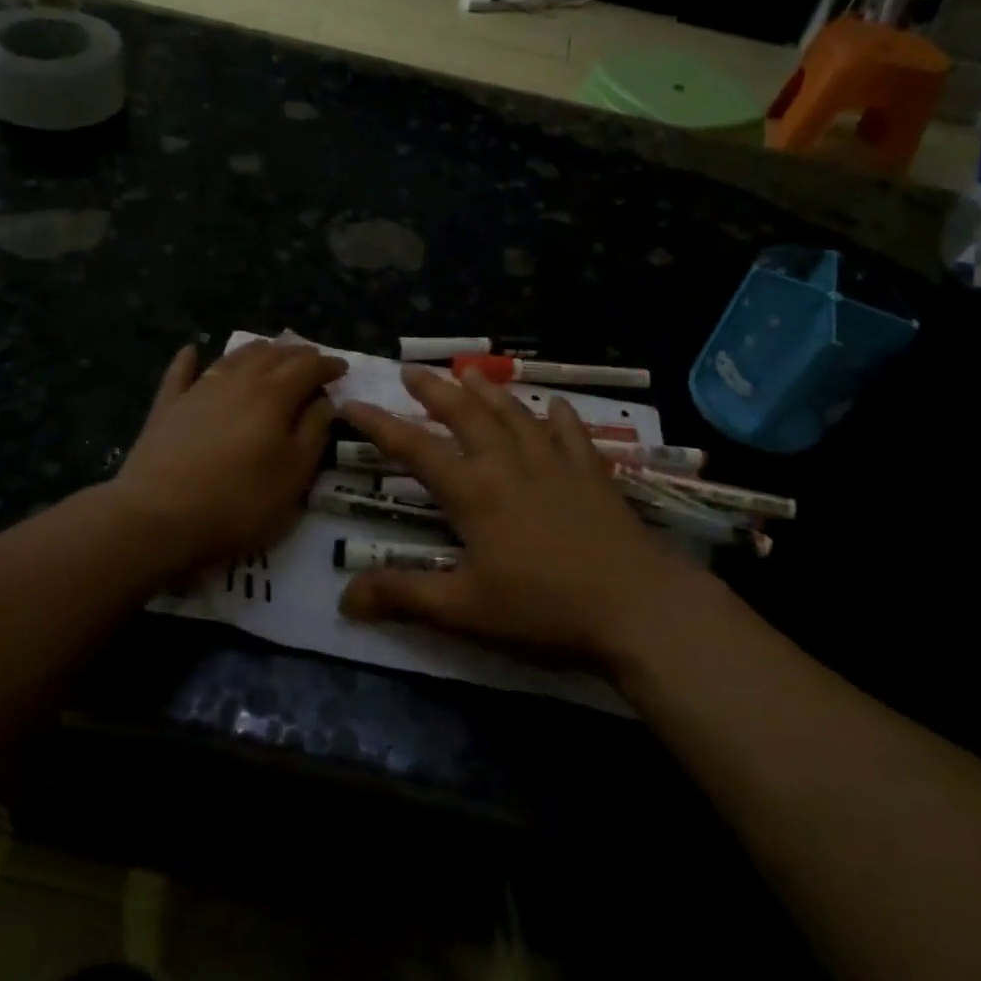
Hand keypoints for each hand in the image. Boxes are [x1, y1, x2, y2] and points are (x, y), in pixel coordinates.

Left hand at [109, 341, 346, 571]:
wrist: (159, 516)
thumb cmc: (240, 501)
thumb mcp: (294, 474)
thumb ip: (314, 432)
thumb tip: (324, 402)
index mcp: (274, 394)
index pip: (308, 366)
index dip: (328, 365)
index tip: (342, 370)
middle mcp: (238, 380)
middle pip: (272, 355)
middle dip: (296, 354)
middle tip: (311, 361)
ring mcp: (199, 390)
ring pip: (233, 357)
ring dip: (257, 351)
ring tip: (270, 353)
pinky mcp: (167, 407)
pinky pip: (181, 373)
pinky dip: (189, 359)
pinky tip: (191, 351)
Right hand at [339, 366, 711, 664]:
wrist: (637, 607)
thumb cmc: (543, 610)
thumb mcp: (464, 610)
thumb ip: (403, 597)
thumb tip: (343, 597)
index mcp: (474, 492)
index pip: (414, 448)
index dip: (380, 425)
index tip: (354, 402)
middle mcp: (509, 464)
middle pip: (466, 414)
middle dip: (435, 390)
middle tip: (412, 370)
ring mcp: (555, 463)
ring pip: (514, 413)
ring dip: (487, 391)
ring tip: (468, 372)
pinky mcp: (593, 473)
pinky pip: (571, 432)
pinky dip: (558, 415)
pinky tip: (554, 405)